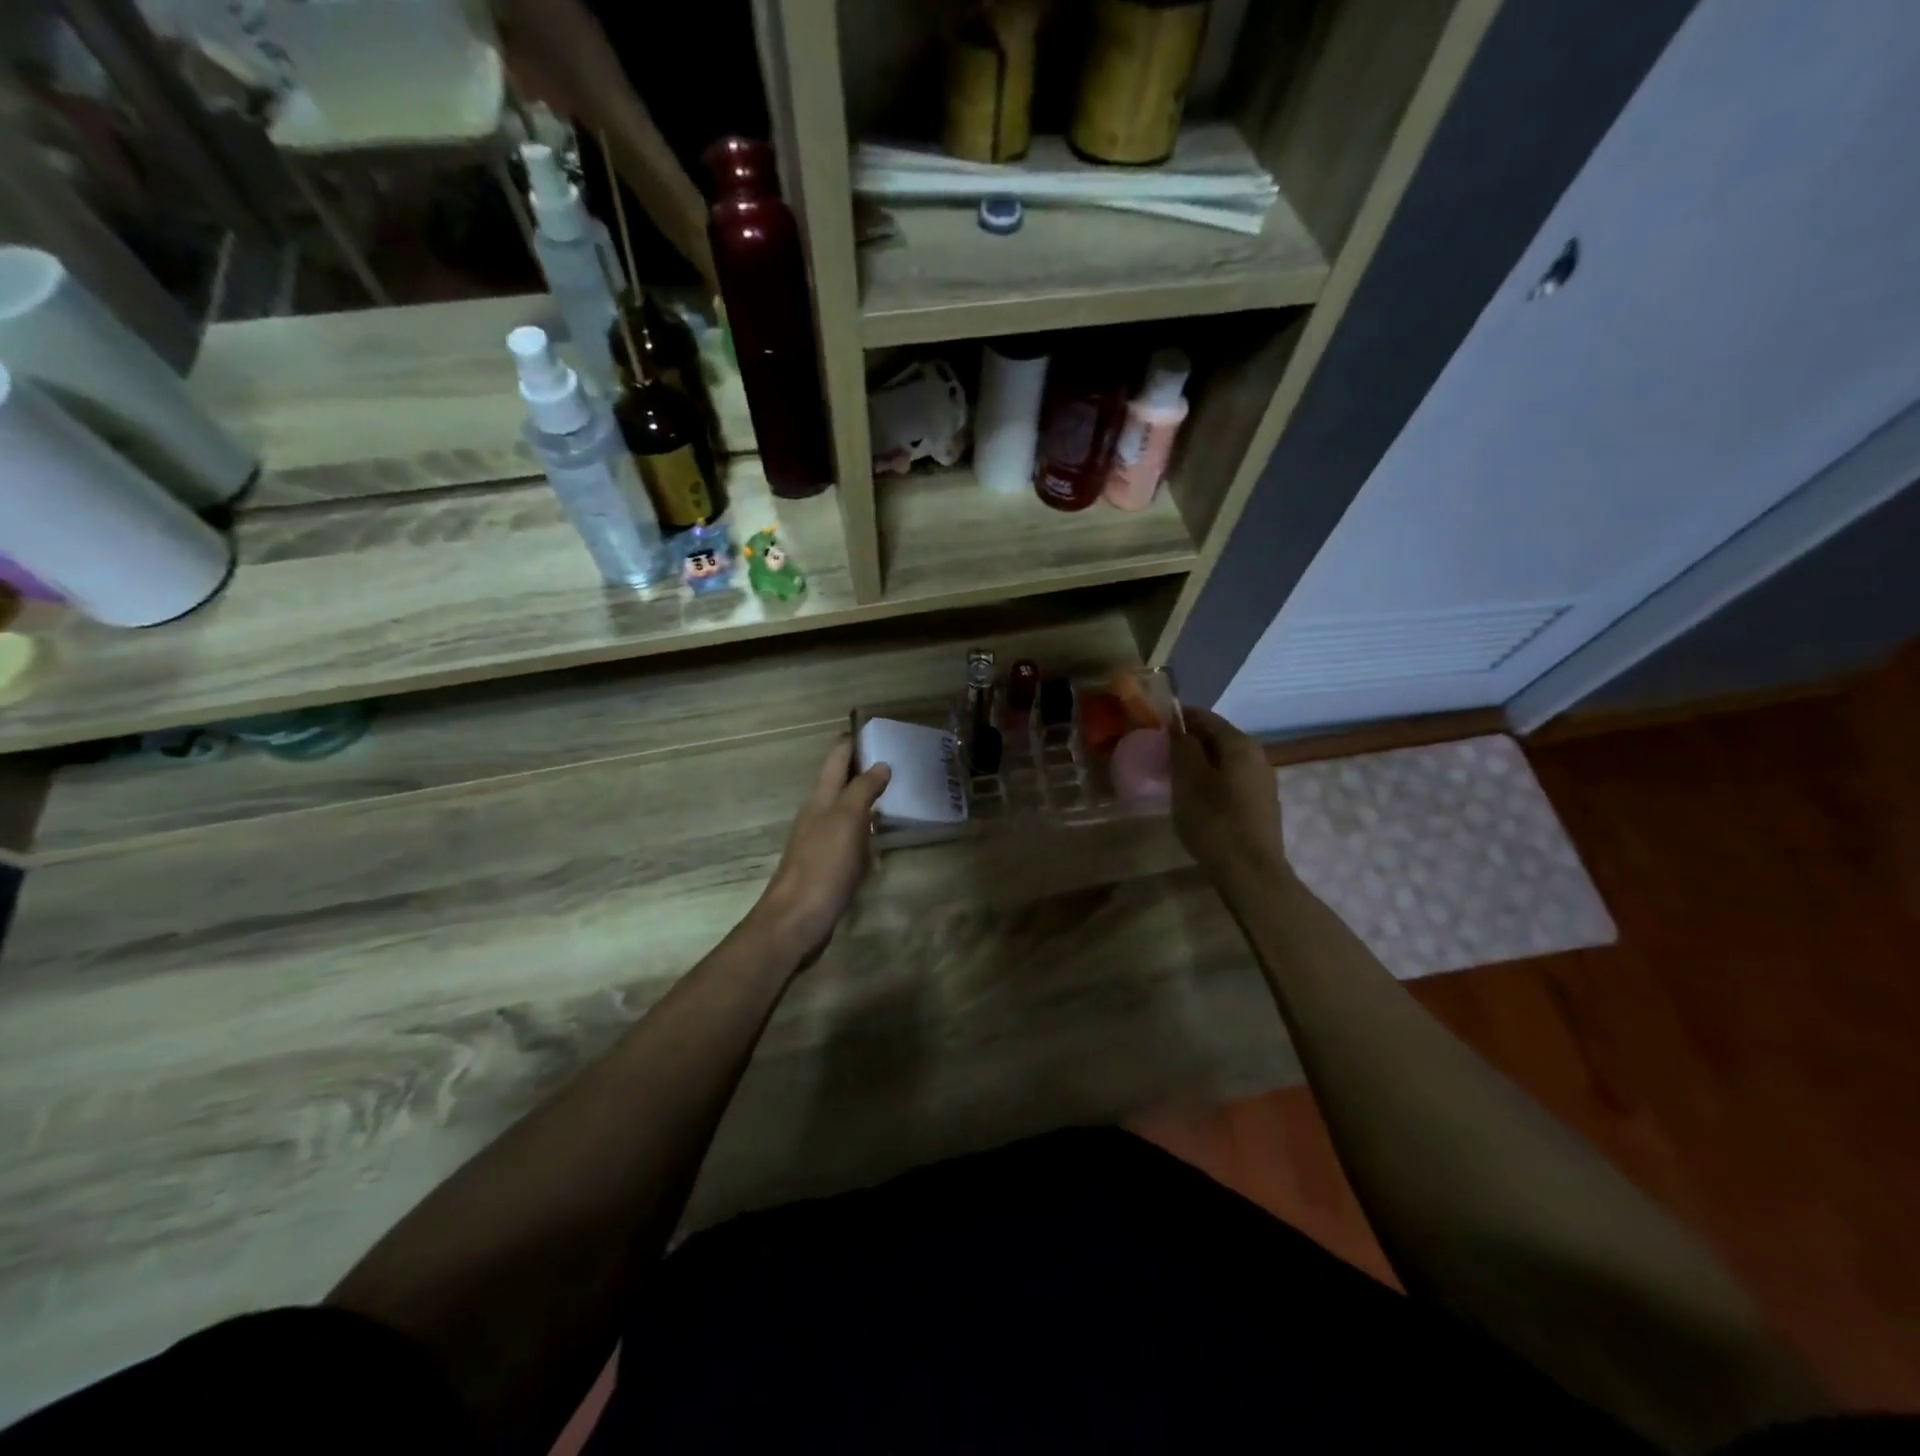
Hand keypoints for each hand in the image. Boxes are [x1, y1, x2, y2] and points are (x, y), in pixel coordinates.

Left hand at [752, 737, 891, 962]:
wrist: (797, 920)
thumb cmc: (823, 865)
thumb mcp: (847, 820)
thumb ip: (863, 790)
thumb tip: (880, 764)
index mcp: (820, 799)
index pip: (835, 760)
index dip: (849, 742)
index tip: (870, 727)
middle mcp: (817, 815)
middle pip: (837, 783)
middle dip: (859, 768)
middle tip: (891, 758)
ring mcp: (819, 842)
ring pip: (843, 810)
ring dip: (862, 798)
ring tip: (891, 792)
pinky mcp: (826, 867)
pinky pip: (848, 837)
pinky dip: (863, 829)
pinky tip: (877, 837)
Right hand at [1169, 704, 1286, 883]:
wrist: (1250, 873)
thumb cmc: (1215, 821)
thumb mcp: (1188, 780)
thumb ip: (1182, 747)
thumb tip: (1178, 727)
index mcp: (1241, 744)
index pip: (1206, 717)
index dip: (1179, 717)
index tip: (1154, 724)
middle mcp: (1257, 757)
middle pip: (1217, 738)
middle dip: (1188, 741)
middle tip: (1159, 752)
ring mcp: (1262, 783)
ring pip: (1224, 761)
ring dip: (1199, 763)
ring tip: (1172, 775)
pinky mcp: (1260, 806)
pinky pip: (1230, 781)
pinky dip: (1210, 781)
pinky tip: (1194, 797)